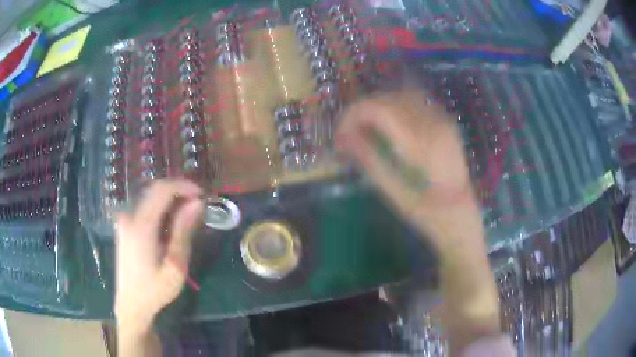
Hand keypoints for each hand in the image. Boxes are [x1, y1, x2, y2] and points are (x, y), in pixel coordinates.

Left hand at [114, 179, 203, 330]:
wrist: (131, 304)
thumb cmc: (155, 290)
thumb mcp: (175, 265)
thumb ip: (183, 231)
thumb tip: (197, 203)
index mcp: (141, 225)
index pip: (162, 189)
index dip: (183, 186)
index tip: (202, 195)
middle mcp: (129, 216)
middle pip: (155, 191)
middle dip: (179, 193)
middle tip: (198, 207)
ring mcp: (125, 221)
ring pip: (151, 199)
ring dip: (171, 203)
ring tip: (187, 219)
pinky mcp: (125, 227)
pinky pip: (145, 209)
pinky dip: (161, 211)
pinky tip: (170, 228)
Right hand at [336, 90, 482, 255]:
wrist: (462, 216)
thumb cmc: (427, 213)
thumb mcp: (394, 192)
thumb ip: (368, 158)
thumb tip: (343, 137)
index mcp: (419, 143)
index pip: (377, 109)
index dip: (352, 116)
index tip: (340, 136)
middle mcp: (433, 123)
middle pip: (388, 98)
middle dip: (362, 111)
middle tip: (348, 133)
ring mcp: (443, 121)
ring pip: (401, 95)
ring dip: (379, 106)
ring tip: (366, 127)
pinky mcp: (446, 123)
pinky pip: (416, 102)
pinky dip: (396, 107)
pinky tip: (390, 126)